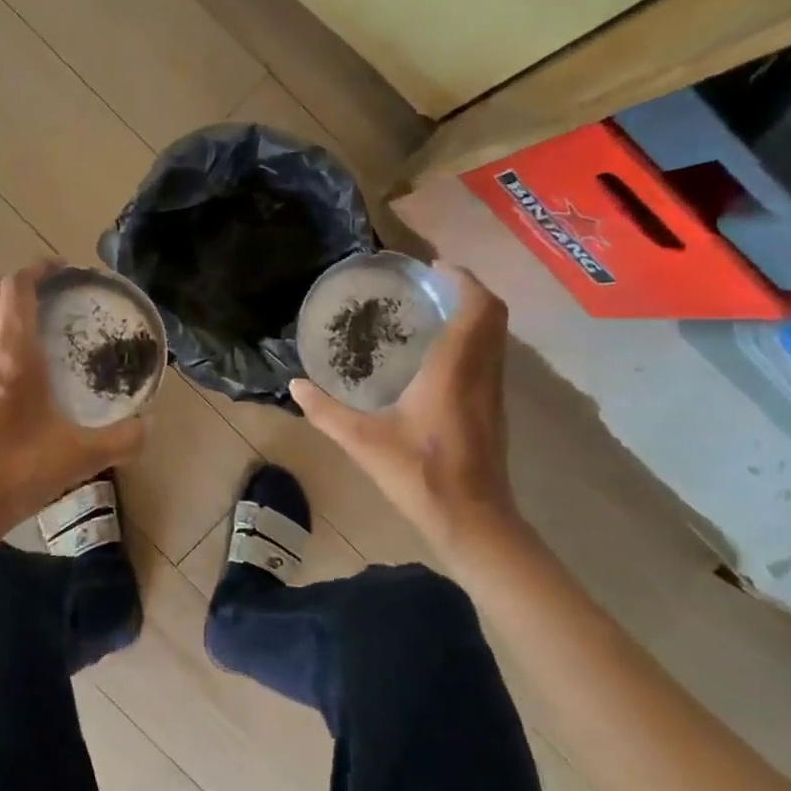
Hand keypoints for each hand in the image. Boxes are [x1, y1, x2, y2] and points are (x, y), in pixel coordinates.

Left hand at [0, 261, 147, 546]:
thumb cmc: (14, 473)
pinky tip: (7, 357)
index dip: (40, 269)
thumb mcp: (79, 457)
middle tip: (54, 292)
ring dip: (1, 301)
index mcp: (11, 353)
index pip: (18, 287)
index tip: (65, 269)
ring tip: (30, 317)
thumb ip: (123, 439)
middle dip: (22, 281)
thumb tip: (149, 424)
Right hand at [289, 267, 522, 550]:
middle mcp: (482, 373)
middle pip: (493, 316)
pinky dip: (473, 339)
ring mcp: (493, 392)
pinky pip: (490, 357)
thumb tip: (295, 385)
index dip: (461, 280)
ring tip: (431, 311)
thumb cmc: (420, 475)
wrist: (473, 521)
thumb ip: (325, 412)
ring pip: (496, 337)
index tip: (431, 268)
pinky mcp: (494, 410)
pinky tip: (438, 356)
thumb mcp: (363, 442)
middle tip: (428, 285)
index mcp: (454, 370)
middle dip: (467, 290)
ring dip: (472, 315)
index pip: (477, 307)